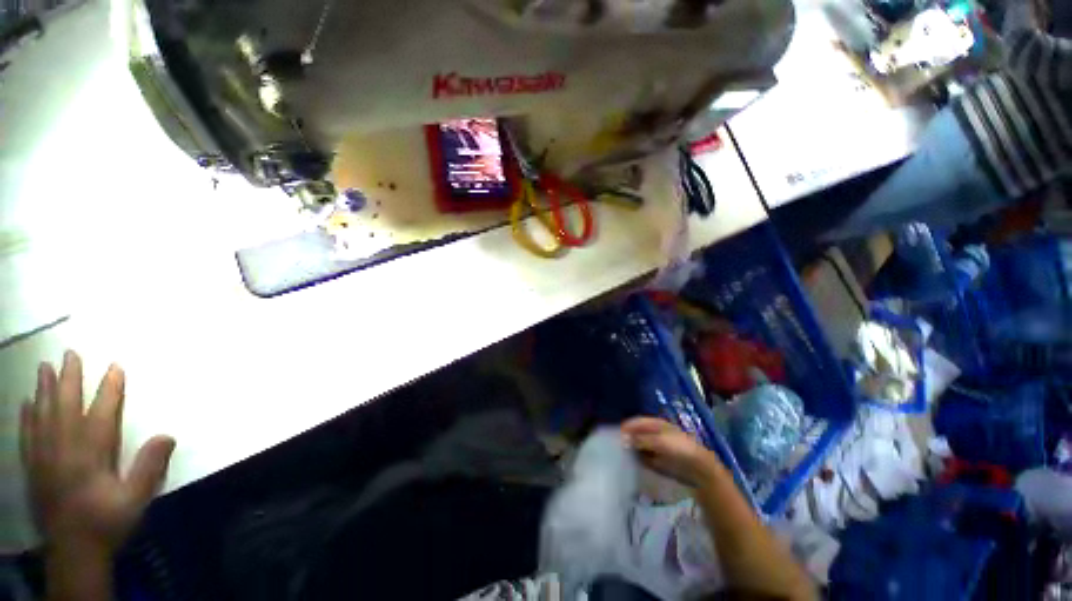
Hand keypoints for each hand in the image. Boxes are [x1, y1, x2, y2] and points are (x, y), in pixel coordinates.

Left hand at [20, 351, 174, 556]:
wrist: (74, 551)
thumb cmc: (107, 522)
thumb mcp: (135, 500)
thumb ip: (148, 468)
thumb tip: (168, 435)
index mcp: (89, 456)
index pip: (100, 414)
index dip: (109, 389)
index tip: (115, 366)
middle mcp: (63, 450)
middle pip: (64, 407)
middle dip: (67, 379)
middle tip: (69, 353)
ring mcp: (44, 457)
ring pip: (41, 416)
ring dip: (43, 390)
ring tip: (44, 367)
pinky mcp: (33, 467)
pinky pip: (27, 434)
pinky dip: (27, 415)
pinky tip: (27, 403)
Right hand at [621, 417, 722, 487]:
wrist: (699, 469)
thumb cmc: (680, 449)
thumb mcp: (659, 442)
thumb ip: (641, 440)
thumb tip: (623, 439)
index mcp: (655, 424)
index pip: (636, 422)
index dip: (626, 426)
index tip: (614, 434)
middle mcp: (654, 433)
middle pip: (635, 433)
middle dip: (626, 438)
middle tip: (613, 445)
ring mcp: (655, 447)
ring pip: (638, 446)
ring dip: (629, 449)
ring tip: (618, 455)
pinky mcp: (657, 460)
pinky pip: (642, 457)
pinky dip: (636, 459)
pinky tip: (629, 463)